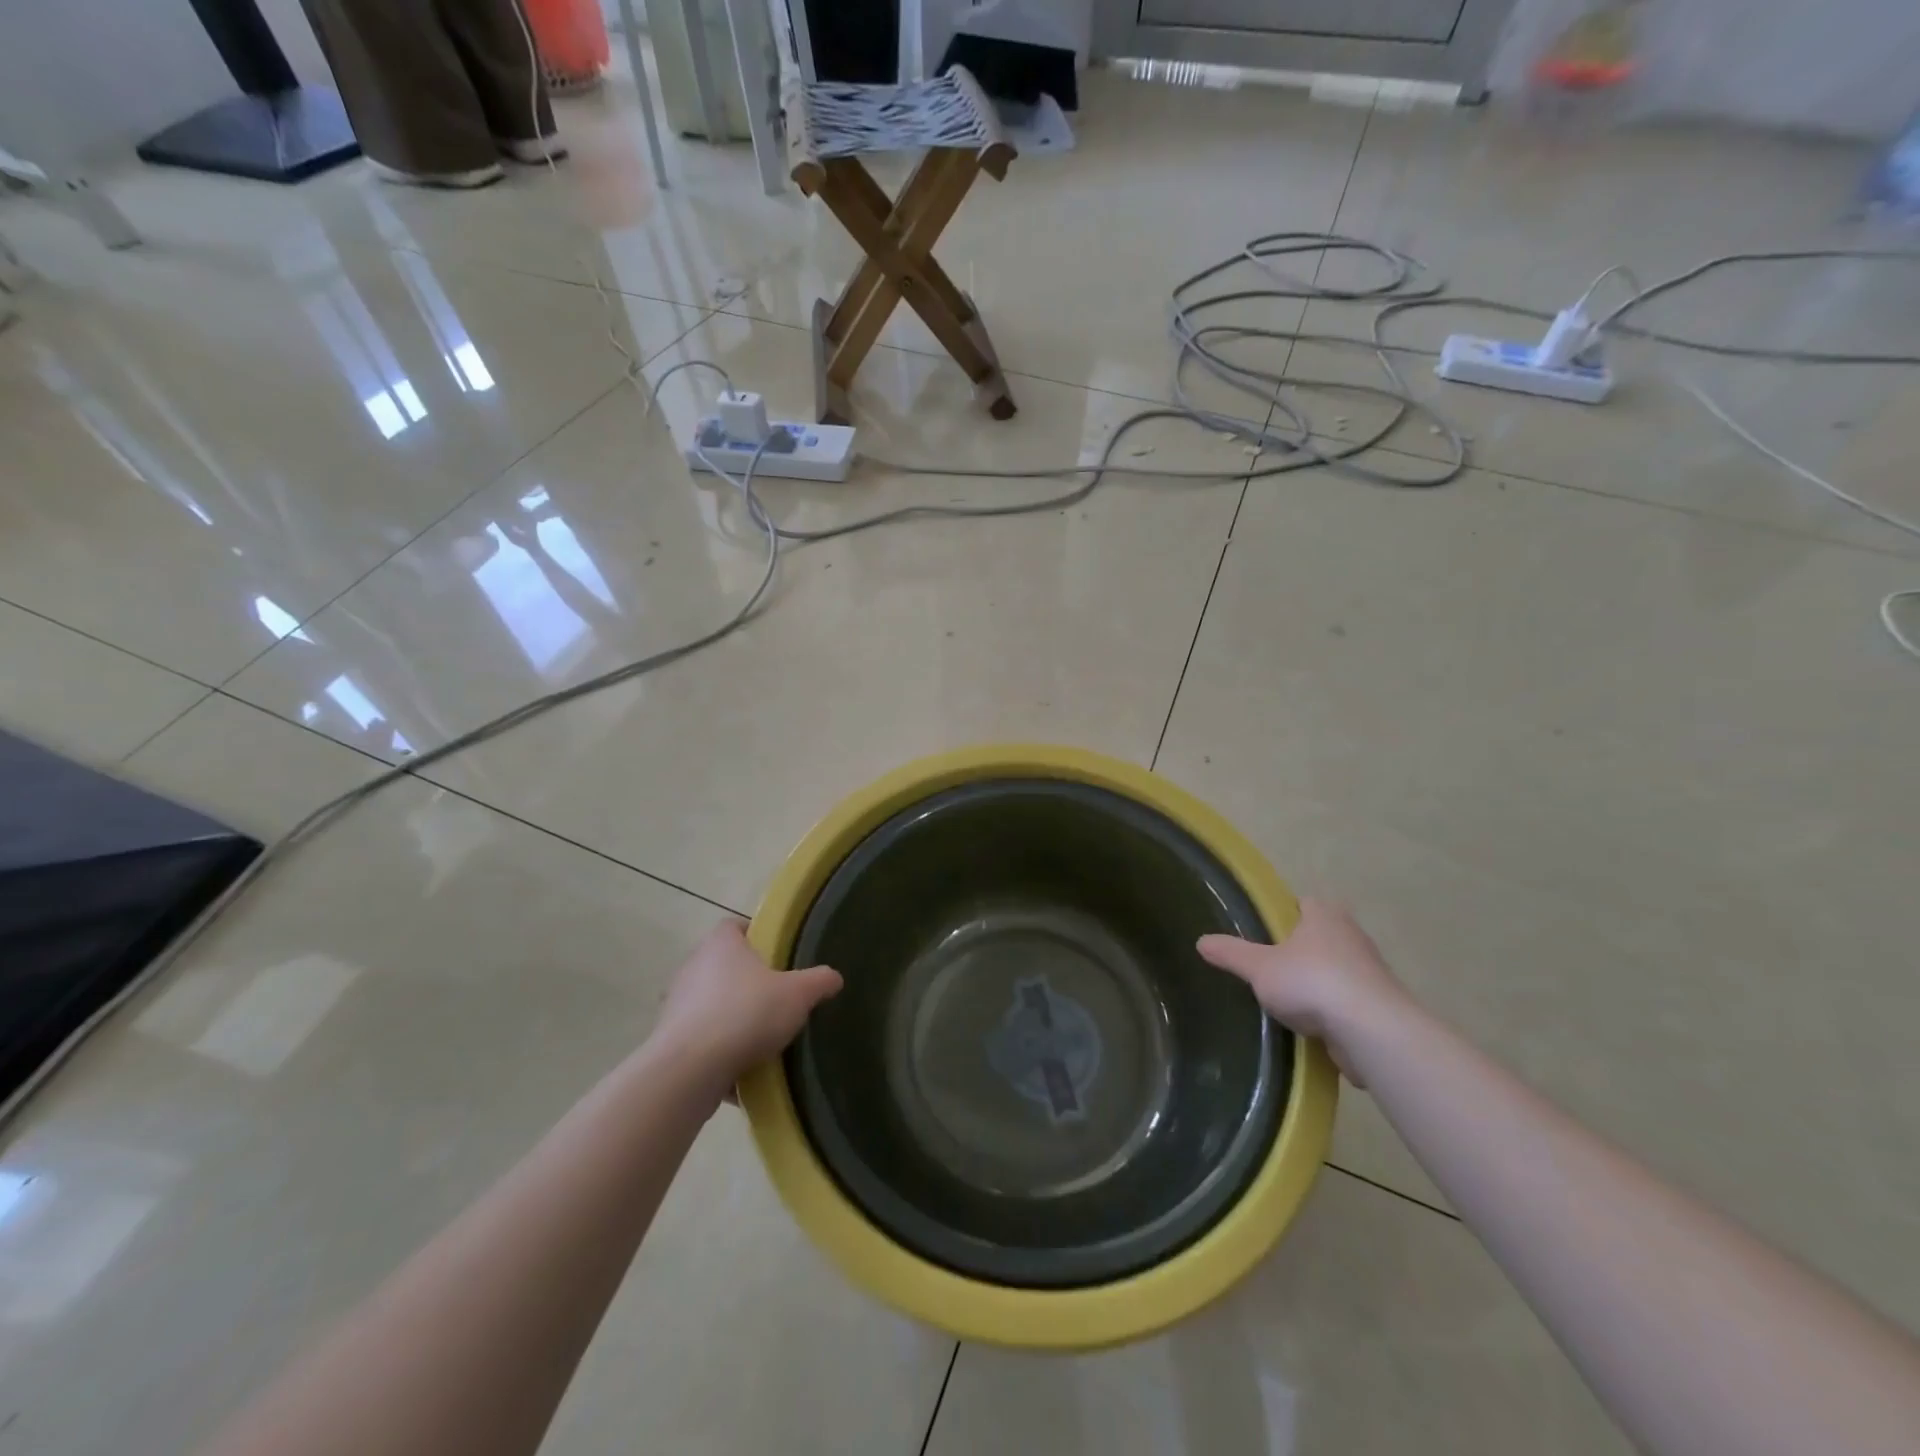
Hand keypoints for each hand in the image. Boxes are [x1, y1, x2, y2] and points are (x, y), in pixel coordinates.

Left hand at [649, 921, 842, 1093]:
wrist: (690, 1069)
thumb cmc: (746, 1013)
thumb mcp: (798, 994)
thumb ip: (818, 981)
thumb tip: (834, 977)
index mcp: (721, 945)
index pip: (735, 926)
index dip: (755, 936)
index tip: (776, 955)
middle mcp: (693, 967)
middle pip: (724, 966)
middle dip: (748, 982)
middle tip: (776, 998)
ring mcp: (676, 1004)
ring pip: (711, 1005)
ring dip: (732, 1020)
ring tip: (761, 1040)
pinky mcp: (668, 1040)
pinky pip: (701, 1041)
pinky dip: (718, 1053)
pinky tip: (742, 1072)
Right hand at [1198, 900, 1409, 1086]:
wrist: (1372, 1031)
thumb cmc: (1312, 982)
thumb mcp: (1259, 967)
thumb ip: (1230, 953)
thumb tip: (1201, 941)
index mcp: (1325, 915)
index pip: (1303, 903)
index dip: (1284, 915)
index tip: (1265, 933)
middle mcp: (1352, 935)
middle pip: (1320, 937)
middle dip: (1299, 951)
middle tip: (1270, 968)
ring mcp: (1370, 971)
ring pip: (1335, 970)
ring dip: (1317, 983)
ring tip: (1287, 1001)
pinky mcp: (1380, 1005)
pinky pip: (1348, 1002)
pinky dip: (1332, 1012)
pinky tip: (1312, 1027)